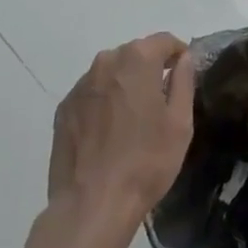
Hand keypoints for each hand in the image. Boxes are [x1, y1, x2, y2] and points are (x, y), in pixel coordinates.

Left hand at [48, 33, 195, 238]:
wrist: (90, 206)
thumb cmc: (145, 162)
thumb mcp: (180, 123)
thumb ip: (184, 81)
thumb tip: (183, 59)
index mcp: (138, 58)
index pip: (164, 41)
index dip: (178, 54)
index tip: (183, 73)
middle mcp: (106, 61)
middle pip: (136, 54)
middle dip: (150, 69)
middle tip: (159, 101)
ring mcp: (81, 85)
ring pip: (111, 73)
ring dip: (124, 86)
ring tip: (131, 120)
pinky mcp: (63, 108)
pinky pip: (92, 94)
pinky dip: (103, 103)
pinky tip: (108, 134)